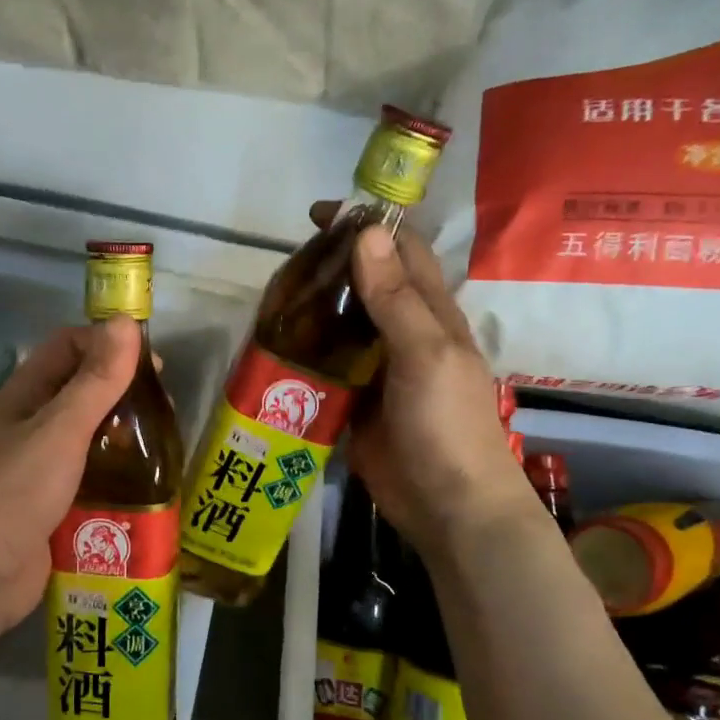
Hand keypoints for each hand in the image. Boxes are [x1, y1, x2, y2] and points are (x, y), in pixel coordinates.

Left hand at [0, 317, 141, 636]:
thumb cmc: (16, 491)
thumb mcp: (61, 429)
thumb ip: (96, 380)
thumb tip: (125, 321)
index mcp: (23, 398)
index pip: (66, 348)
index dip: (106, 344)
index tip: (150, 363)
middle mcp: (30, 428)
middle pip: (82, 393)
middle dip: (123, 393)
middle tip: (164, 410)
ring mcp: (41, 471)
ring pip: (90, 439)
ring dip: (124, 438)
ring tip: (163, 447)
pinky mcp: (54, 508)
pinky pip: (92, 481)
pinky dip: (118, 478)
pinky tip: (148, 486)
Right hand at [310, 203, 533, 557]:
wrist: (447, 506)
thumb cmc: (446, 425)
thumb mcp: (425, 354)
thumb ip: (395, 299)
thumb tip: (366, 234)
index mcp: (430, 313)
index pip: (401, 251)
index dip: (367, 226)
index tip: (321, 213)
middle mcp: (404, 333)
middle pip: (366, 285)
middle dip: (331, 266)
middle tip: (283, 262)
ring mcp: (378, 370)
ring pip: (342, 325)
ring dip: (313, 309)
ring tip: (271, 298)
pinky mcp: (355, 402)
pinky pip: (327, 367)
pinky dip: (305, 353)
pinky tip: (276, 347)